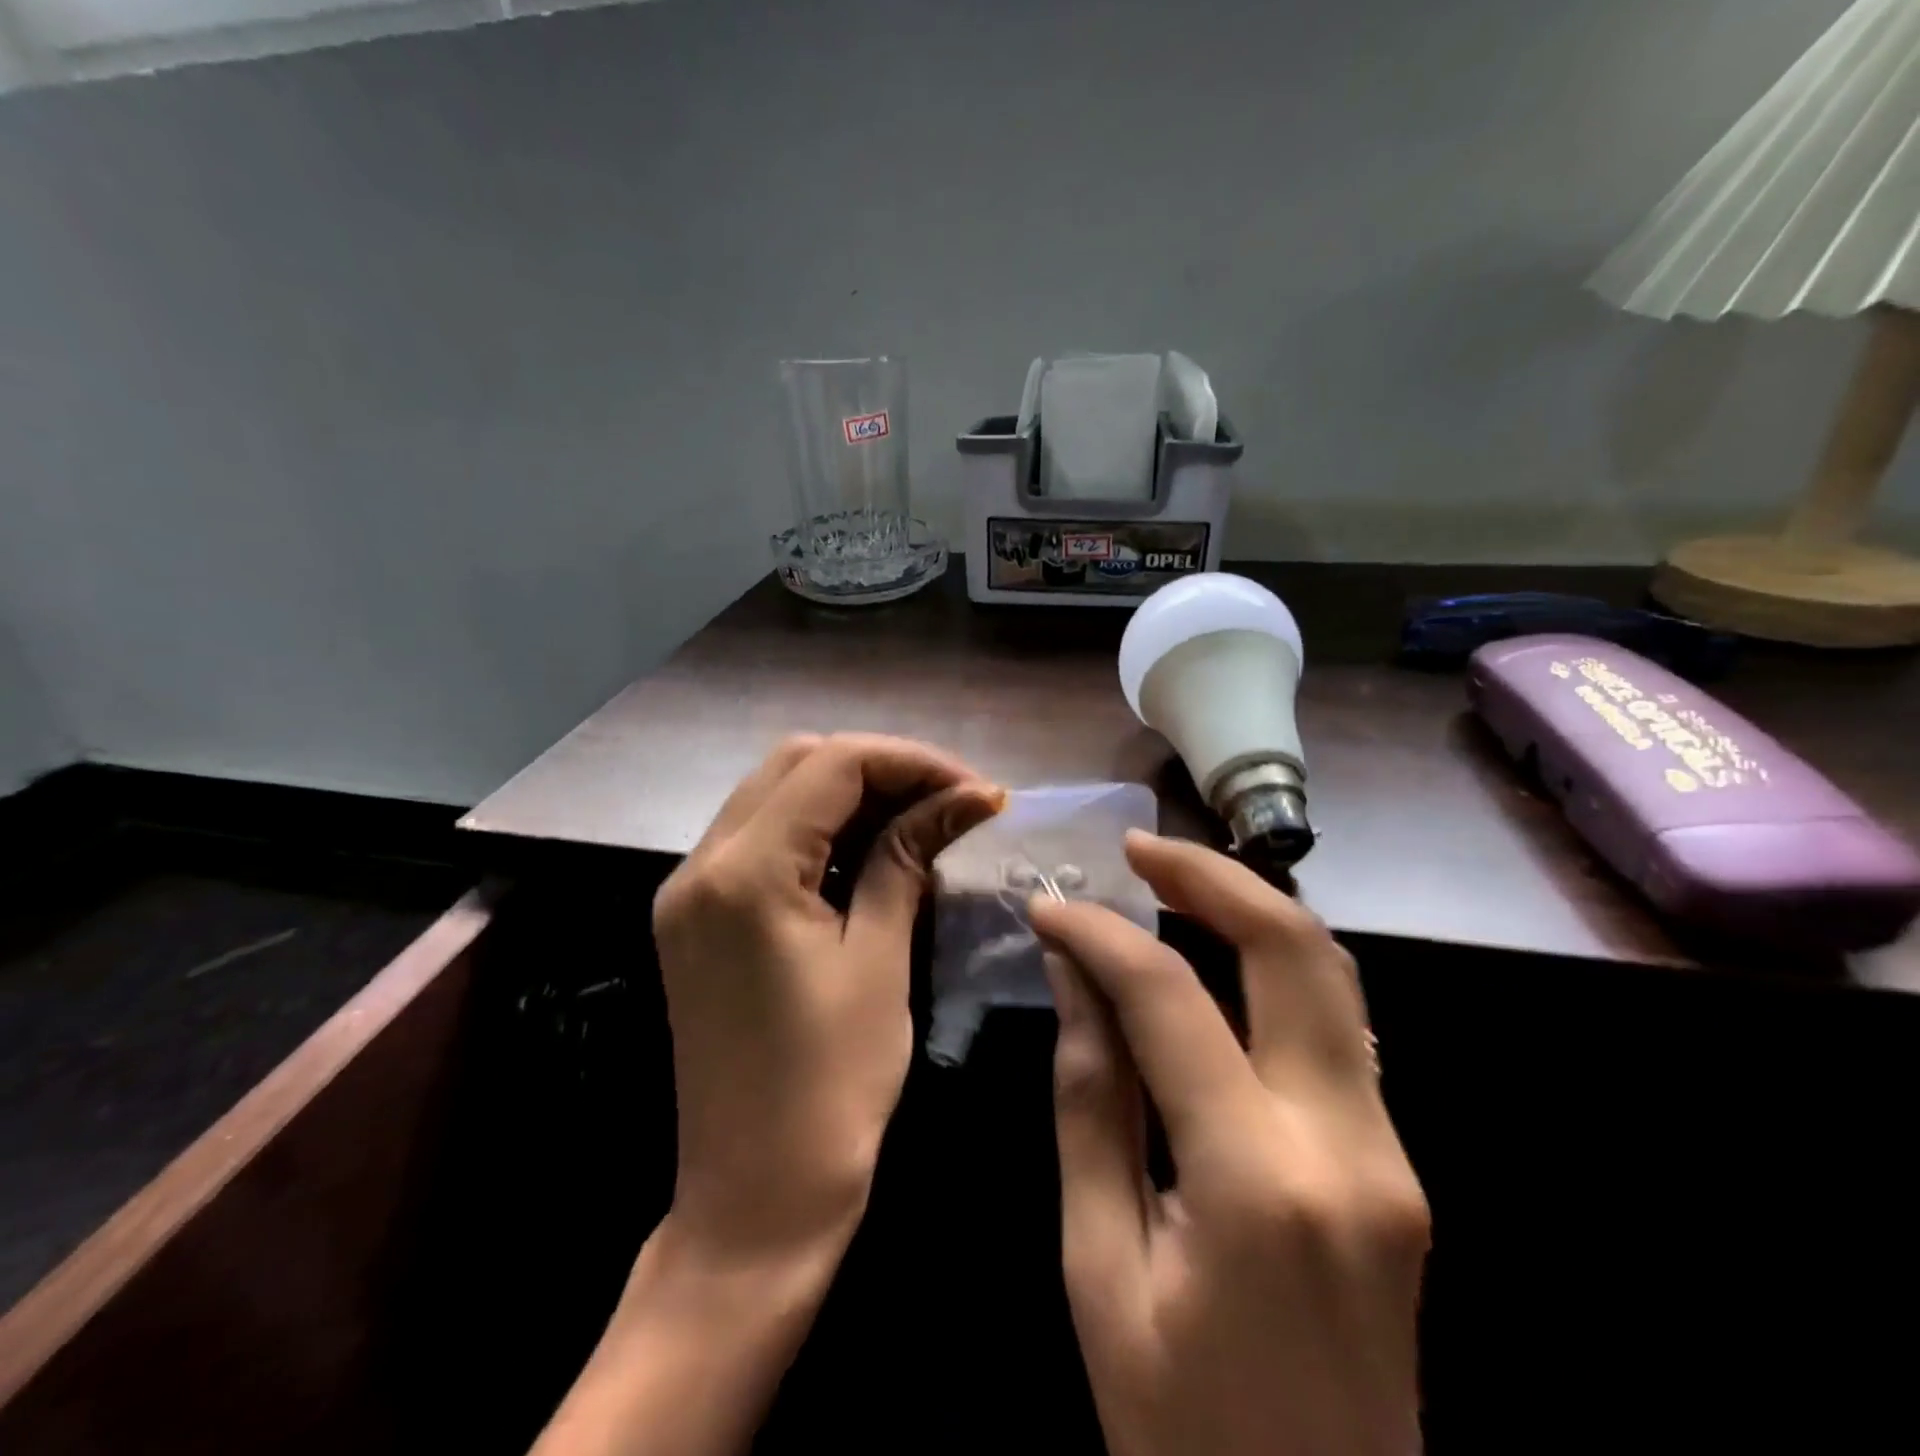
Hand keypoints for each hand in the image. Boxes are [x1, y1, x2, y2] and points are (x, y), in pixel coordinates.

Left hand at [651, 733, 1003, 1265]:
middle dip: (880, 769)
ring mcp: (689, 890)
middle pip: (797, 763)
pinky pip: (760, 840)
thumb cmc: (831, 1089)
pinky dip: (818, 831)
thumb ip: (907, 859)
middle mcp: (700, 865)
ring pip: (776, 795)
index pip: (832, 764)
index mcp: (743, 873)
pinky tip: (868, 853)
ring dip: (850, 795)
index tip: (975, 790)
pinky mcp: (696, 917)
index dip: (912, 761)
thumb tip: (966, 798)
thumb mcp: (879, 960)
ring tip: (920, 820)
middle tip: (948, 802)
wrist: (753, 1200)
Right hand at [1030, 831, 1427, 1455]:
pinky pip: (1335, 1026)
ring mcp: (1391, 1153)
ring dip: (1251, 907)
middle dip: (1211, 876)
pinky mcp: (1397, 1164)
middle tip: (1138, 848)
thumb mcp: (1098, 1269)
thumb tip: (1074, 975)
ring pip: (1334, 977)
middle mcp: (1349, 1146)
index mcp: (1258, 1183)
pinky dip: (1273, 964)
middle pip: (1296, 952)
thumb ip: (1090, 1103)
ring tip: (1172, 878)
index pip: (1170, 1002)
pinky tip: (1216, 952)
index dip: (1101, 937)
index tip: (1049, 905)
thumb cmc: (1179, 1432)